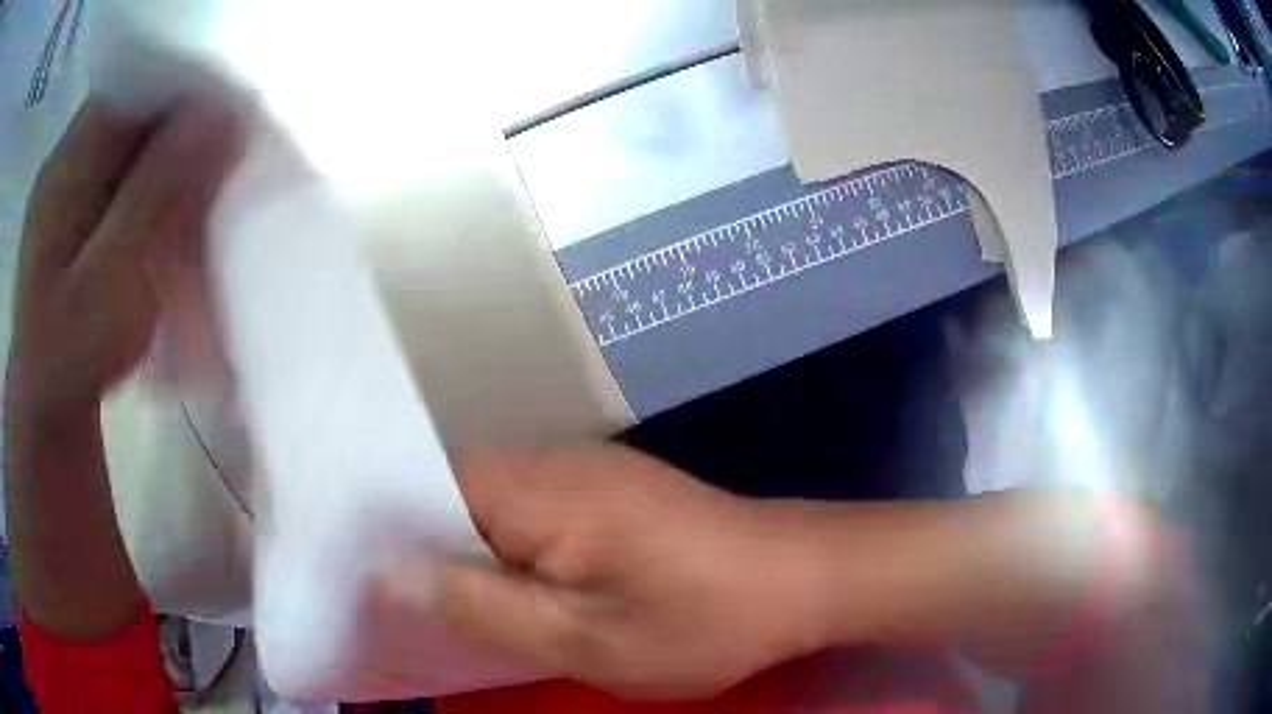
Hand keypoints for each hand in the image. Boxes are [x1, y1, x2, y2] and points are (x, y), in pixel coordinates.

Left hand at [6, 96, 240, 423]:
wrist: (45, 415)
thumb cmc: (71, 357)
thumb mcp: (113, 277)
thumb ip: (160, 195)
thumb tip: (226, 114)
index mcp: (68, 158)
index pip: (140, 82)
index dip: (188, 92)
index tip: (231, 124)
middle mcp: (69, 160)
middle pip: (140, 113)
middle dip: (184, 134)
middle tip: (223, 172)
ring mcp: (71, 190)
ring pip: (136, 149)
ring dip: (172, 169)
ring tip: (200, 208)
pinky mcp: (79, 219)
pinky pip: (127, 183)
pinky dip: (154, 197)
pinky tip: (168, 229)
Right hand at [390, 446, 825, 699]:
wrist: (801, 580)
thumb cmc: (700, 621)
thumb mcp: (582, 640)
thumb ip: (481, 607)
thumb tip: (391, 572)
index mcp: (538, 488)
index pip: (424, 482)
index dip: (387, 526)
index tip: (362, 570)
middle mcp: (555, 462)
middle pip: (454, 489)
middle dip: (425, 543)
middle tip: (399, 598)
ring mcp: (588, 472)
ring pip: (493, 502)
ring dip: (468, 548)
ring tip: (446, 599)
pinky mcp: (613, 491)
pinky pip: (532, 510)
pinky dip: (509, 546)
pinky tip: (514, 585)